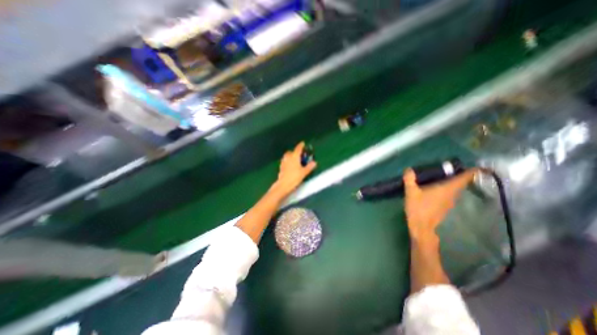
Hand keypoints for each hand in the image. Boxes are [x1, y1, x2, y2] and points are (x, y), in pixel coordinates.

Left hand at [271, 142, 316, 198]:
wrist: (283, 185)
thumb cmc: (294, 177)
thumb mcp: (304, 172)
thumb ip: (309, 167)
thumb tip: (314, 163)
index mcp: (294, 157)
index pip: (298, 148)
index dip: (301, 145)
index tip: (303, 143)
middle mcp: (288, 157)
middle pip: (291, 152)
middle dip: (295, 152)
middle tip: (300, 155)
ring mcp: (283, 162)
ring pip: (287, 156)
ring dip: (291, 156)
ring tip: (295, 160)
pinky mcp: (281, 167)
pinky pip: (285, 161)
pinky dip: (288, 161)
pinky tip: (291, 166)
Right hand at [403, 169, 479, 244]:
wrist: (421, 227)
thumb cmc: (418, 208)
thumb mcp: (411, 192)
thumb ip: (409, 179)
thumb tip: (408, 169)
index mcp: (447, 189)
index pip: (465, 178)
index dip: (471, 171)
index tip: (475, 165)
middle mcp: (452, 195)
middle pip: (461, 183)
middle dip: (459, 175)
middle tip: (451, 167)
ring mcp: (449, 202)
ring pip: (455, 189)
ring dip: (453, 182)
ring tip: (443, 176)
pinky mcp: (445, 207)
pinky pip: (449, 194)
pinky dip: (447, 189)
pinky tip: (436, 188)